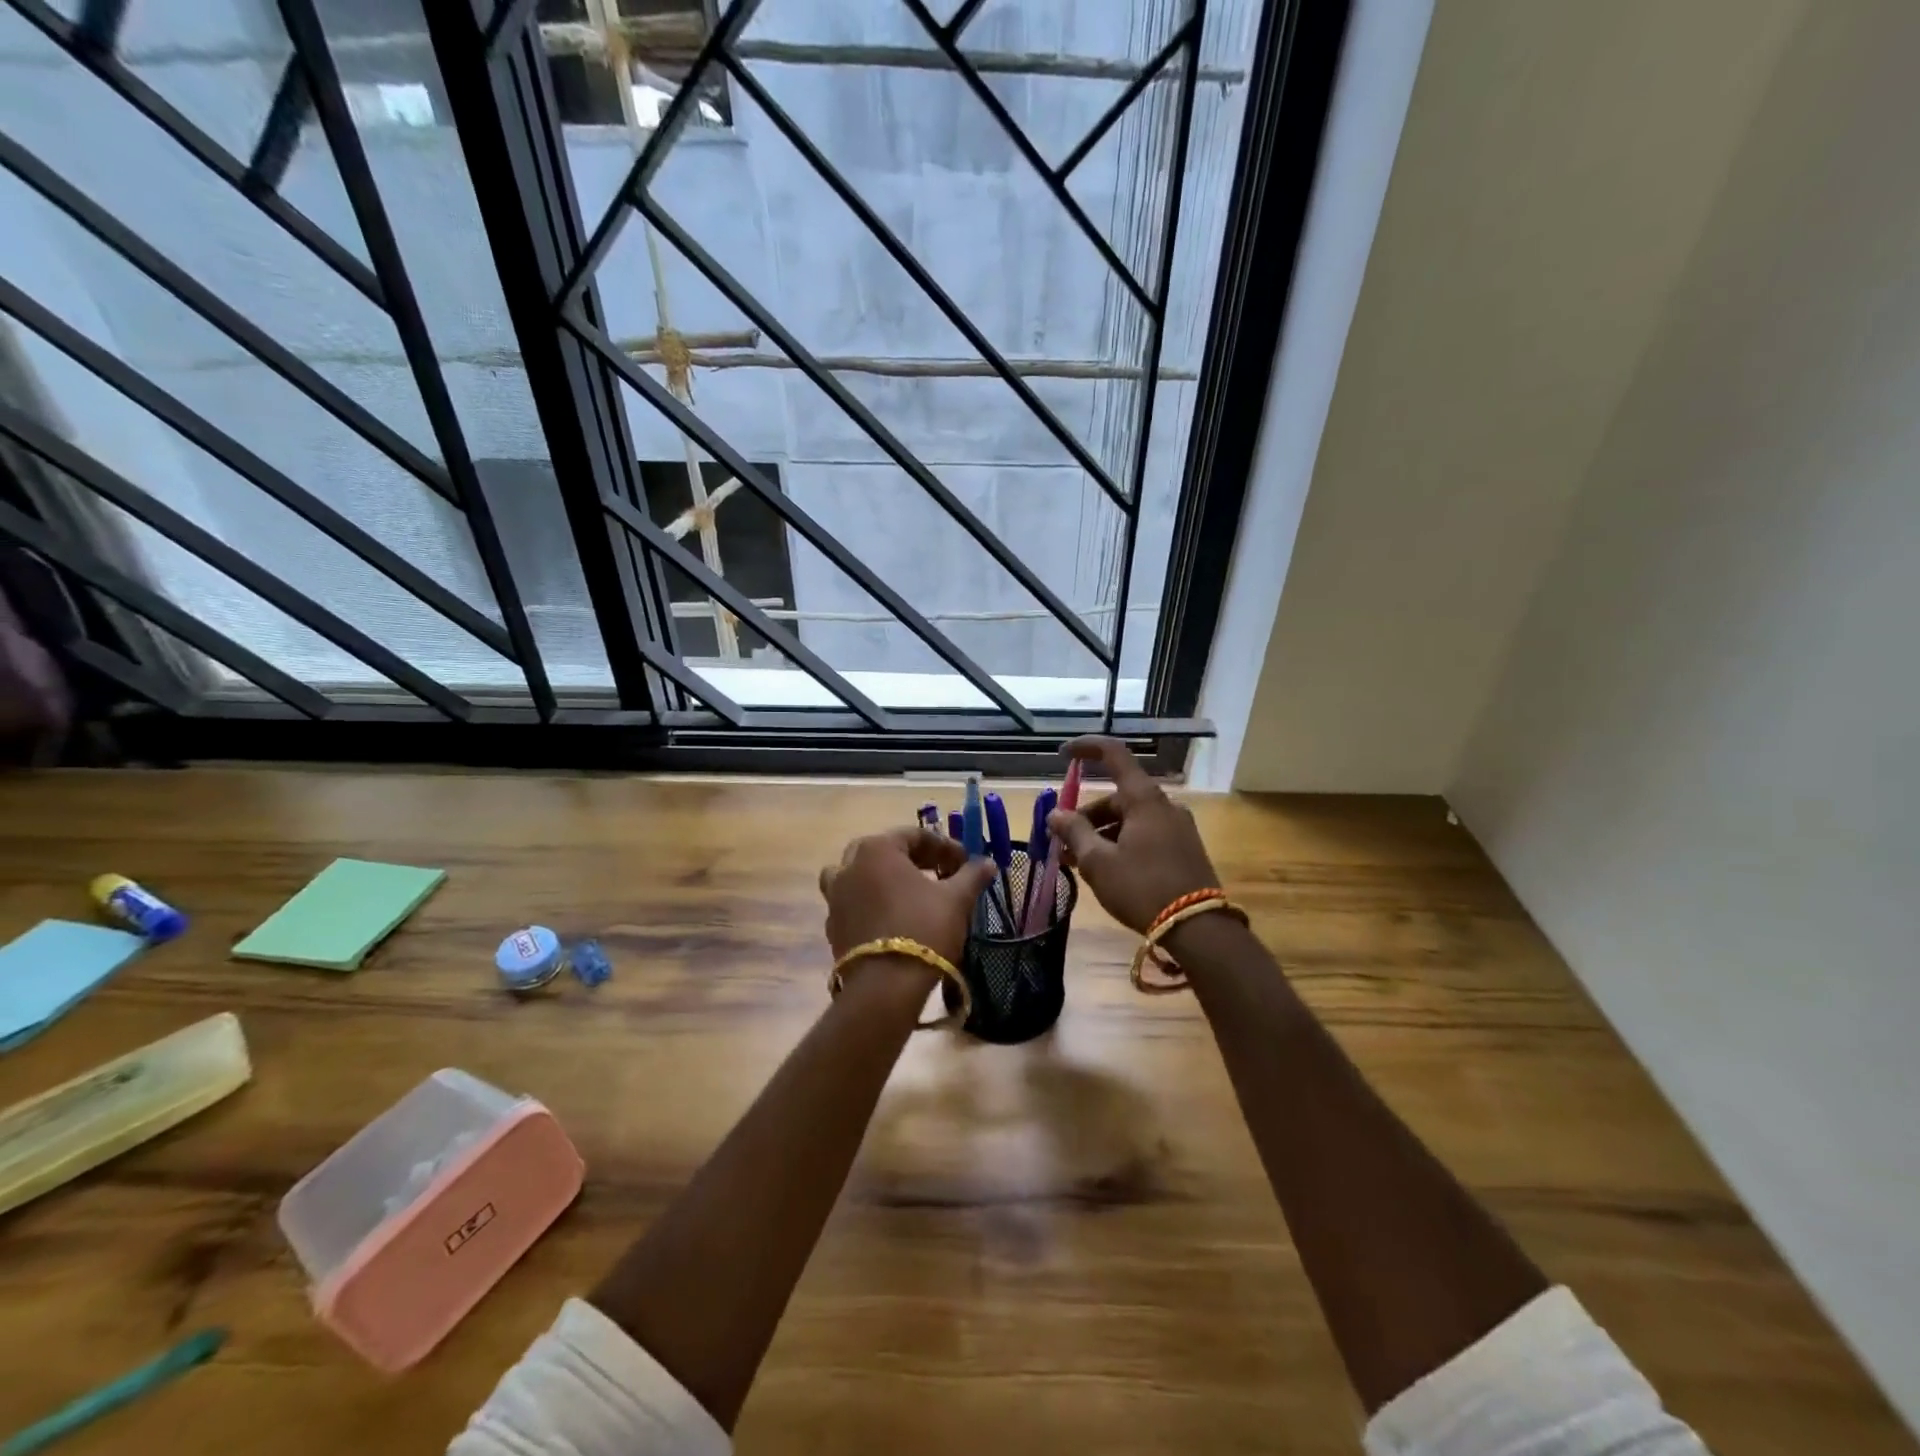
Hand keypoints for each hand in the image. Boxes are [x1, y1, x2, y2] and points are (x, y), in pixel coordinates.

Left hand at [819, 827, 997, 965]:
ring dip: (885, 880)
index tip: (965, 863)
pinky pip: (854, 904)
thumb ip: (971, 876)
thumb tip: (987, 863)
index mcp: (877, 849)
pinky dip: (872, 904)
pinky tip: (893, 920)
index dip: (944, 847)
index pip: (914, 835)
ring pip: (861, 876)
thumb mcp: (956, 899)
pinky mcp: (832, 926)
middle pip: (885, 852)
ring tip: (910, 895)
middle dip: (914, 860)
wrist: (885, 986)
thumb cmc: (923, 929)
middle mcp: (849, 865)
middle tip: (941, 875)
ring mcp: (835, 896)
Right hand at [1047, 736, 1221, 933]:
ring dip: (1101, 835)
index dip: (1087, 748)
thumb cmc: (1141, 888)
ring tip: (1079, 863)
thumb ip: (1074, 832)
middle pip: (1117, 798)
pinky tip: (1107, 870)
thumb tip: (1055, 814)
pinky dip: (1121, 844)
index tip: (1063, 753)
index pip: (1114, 755)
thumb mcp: (1098, 862)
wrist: (1198, 929)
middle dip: (1086, 817)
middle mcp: (1164, 805)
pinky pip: (1145, 835)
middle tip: (1063, 844)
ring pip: (1130, 820)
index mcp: (1144, 799)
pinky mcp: (1184, 848)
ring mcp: (1178, 827)